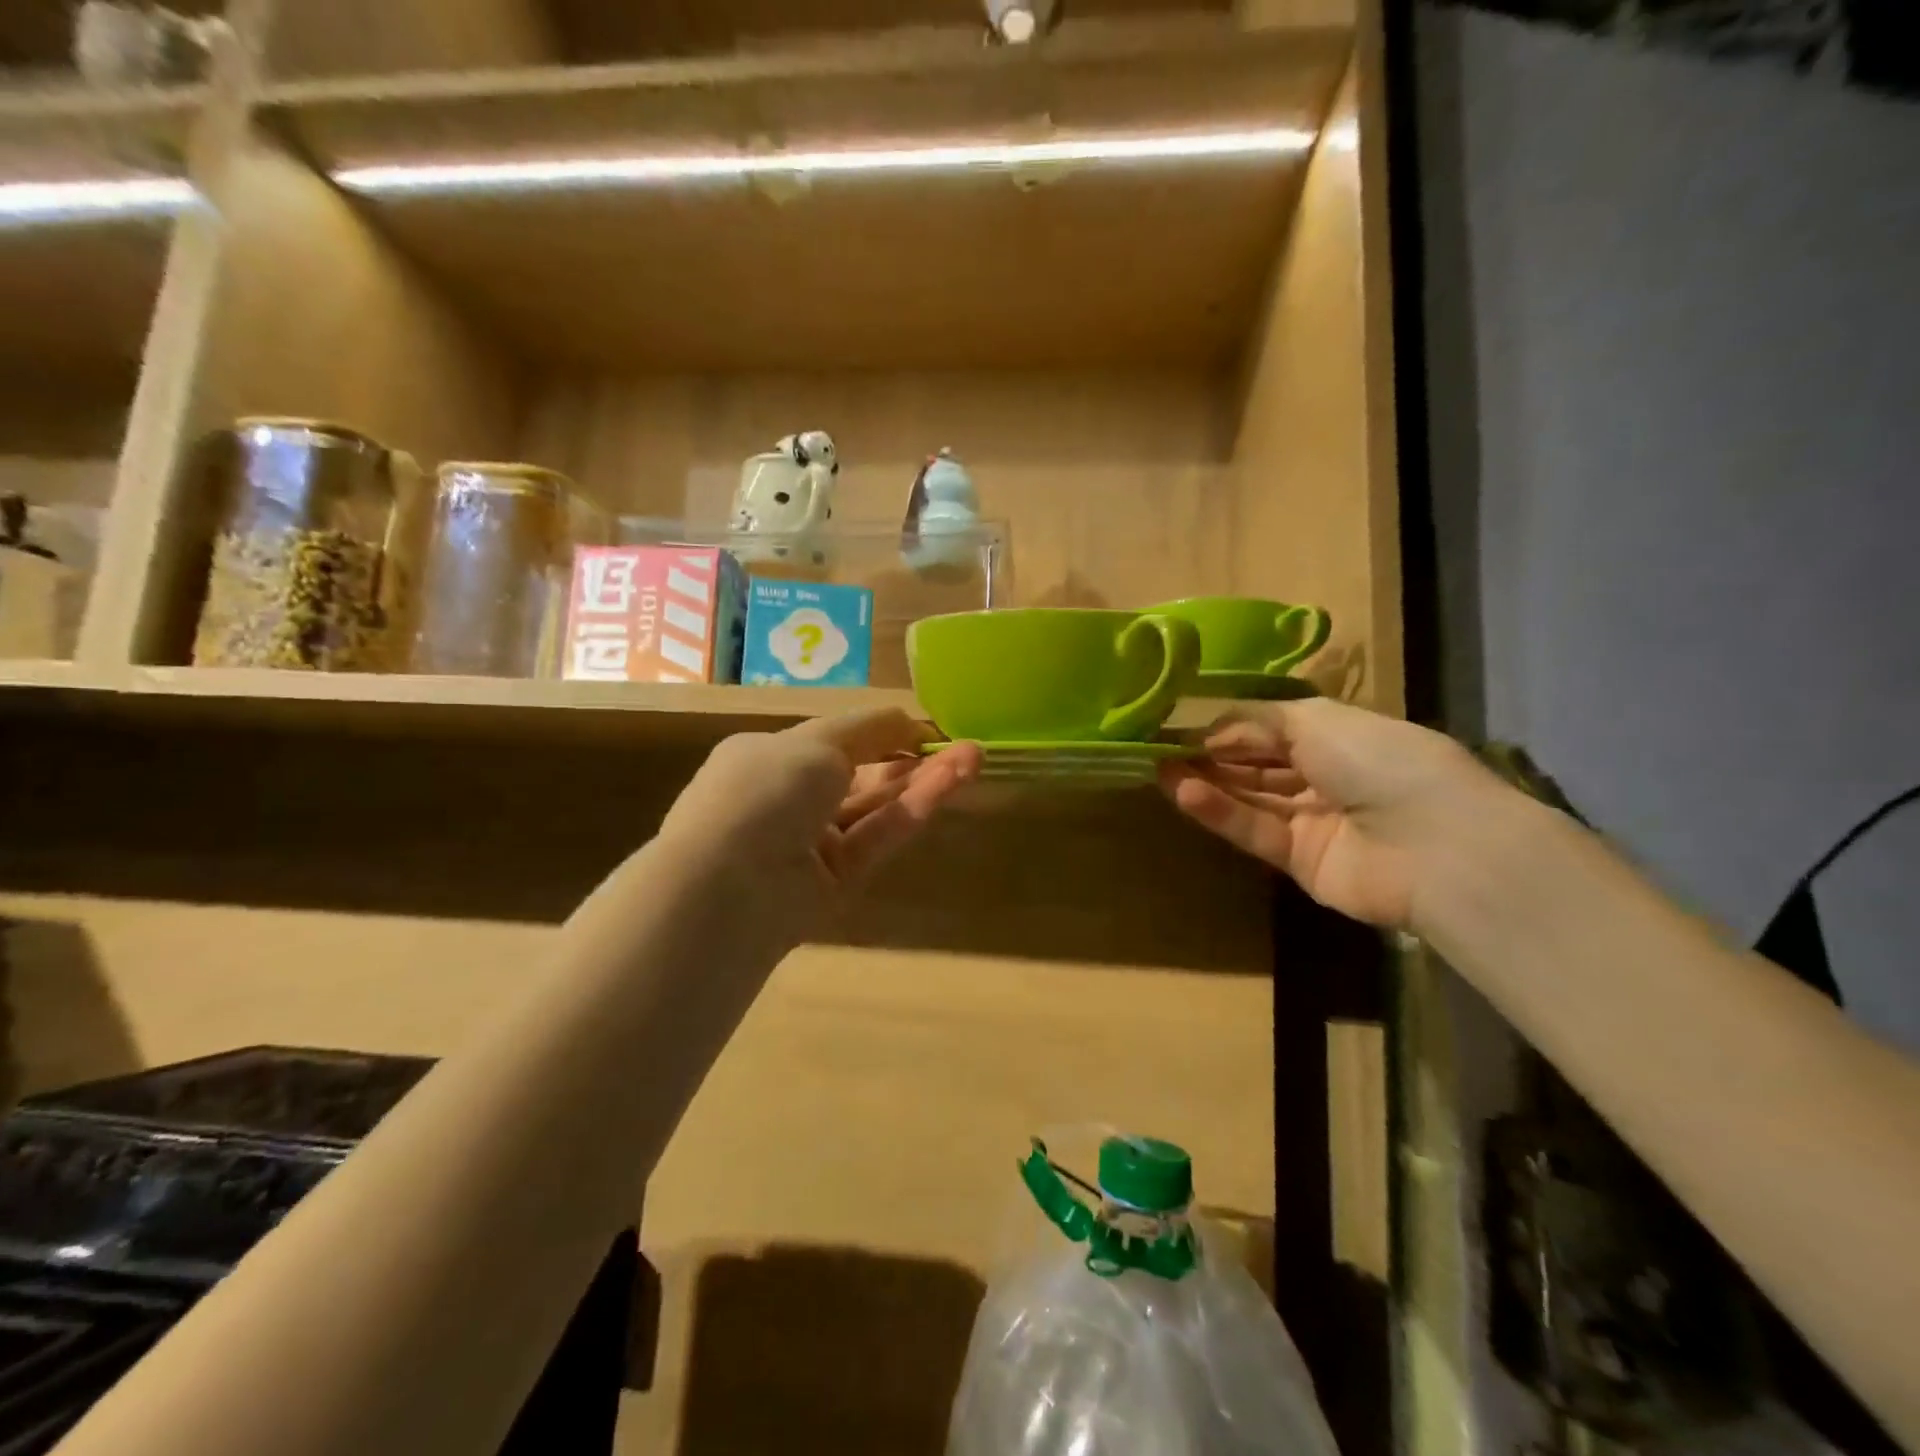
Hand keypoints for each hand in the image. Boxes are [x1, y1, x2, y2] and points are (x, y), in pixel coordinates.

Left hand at [659, 708, 981, 914]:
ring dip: (923, 782)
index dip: (881, 732)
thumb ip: (869, 728)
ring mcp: (812, 844)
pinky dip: (912, 811)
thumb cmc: (765, 790)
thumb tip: (907, 719)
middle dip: (912, 757)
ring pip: (877, 807)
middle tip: (964, 745)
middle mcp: (789, 800)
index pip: (834, 741)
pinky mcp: (836, 883)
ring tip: (973, 758)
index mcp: (769, 758)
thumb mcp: (816, 741)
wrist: (728, 886)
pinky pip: (877, 838)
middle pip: (863, 775)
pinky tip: (950, 784)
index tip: (926, 729)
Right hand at [1159, 698, 1495, 928]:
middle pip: (1256, 765)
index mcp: (1340, 738)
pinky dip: (1219, 812)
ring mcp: (1313, 822)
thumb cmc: (1382, 761)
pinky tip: (1182, 793)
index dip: (1227, 727)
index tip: (1180, 724)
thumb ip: (1258, 721)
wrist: (1437, 845)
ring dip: (1206, 782)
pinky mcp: (1300, 862)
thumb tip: (1213, 728)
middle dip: (1210, 755)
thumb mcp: (1317, 720)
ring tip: (1158, 768)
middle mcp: (1326, 777)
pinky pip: (1255, 830)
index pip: (1271, 730)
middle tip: (1158, 748)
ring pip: (1250, 798)